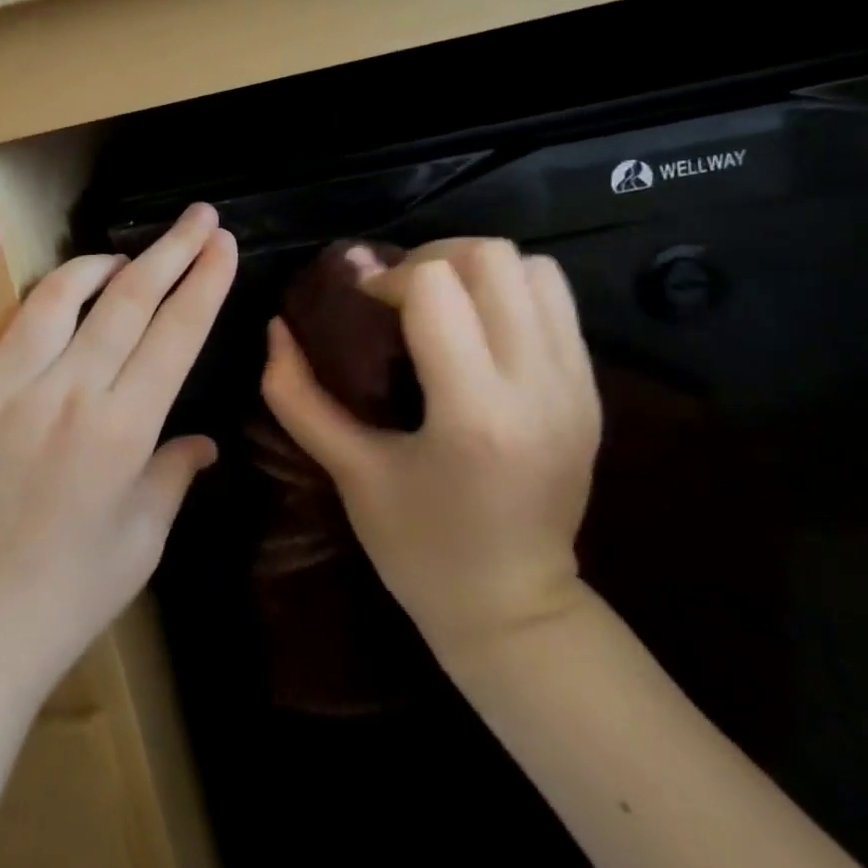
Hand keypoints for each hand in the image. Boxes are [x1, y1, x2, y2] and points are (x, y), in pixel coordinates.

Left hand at [0, 204, 236, 705]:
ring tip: (121, 260)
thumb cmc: (70, 596)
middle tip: (197, 217)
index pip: (176, 333)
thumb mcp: (143, 538)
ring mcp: (0, 387)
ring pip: (55, 298)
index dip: (205, 281)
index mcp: (121, 430)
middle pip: (127, 301)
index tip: (223, 241)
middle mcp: (63, 393)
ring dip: (96, 266)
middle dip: (170, 252)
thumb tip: (204, 439)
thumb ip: (174, 473)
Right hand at [261, 237, 600, 660]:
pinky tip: (474, 329)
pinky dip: (508, 293)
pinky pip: (555, 301)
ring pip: (533, 268)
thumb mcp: (347, 470)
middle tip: (396, 294)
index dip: (386, 278)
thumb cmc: (418, 547)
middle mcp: (538, 386)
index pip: (437, 286)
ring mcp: (576, 386)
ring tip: (438, 304)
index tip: (361, 304)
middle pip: (491, 258)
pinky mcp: (592, 391)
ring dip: (474, 271)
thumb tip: (275, 326)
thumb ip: (297, 394)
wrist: (514, 609)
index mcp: (474, 412)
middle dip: (431, 259)